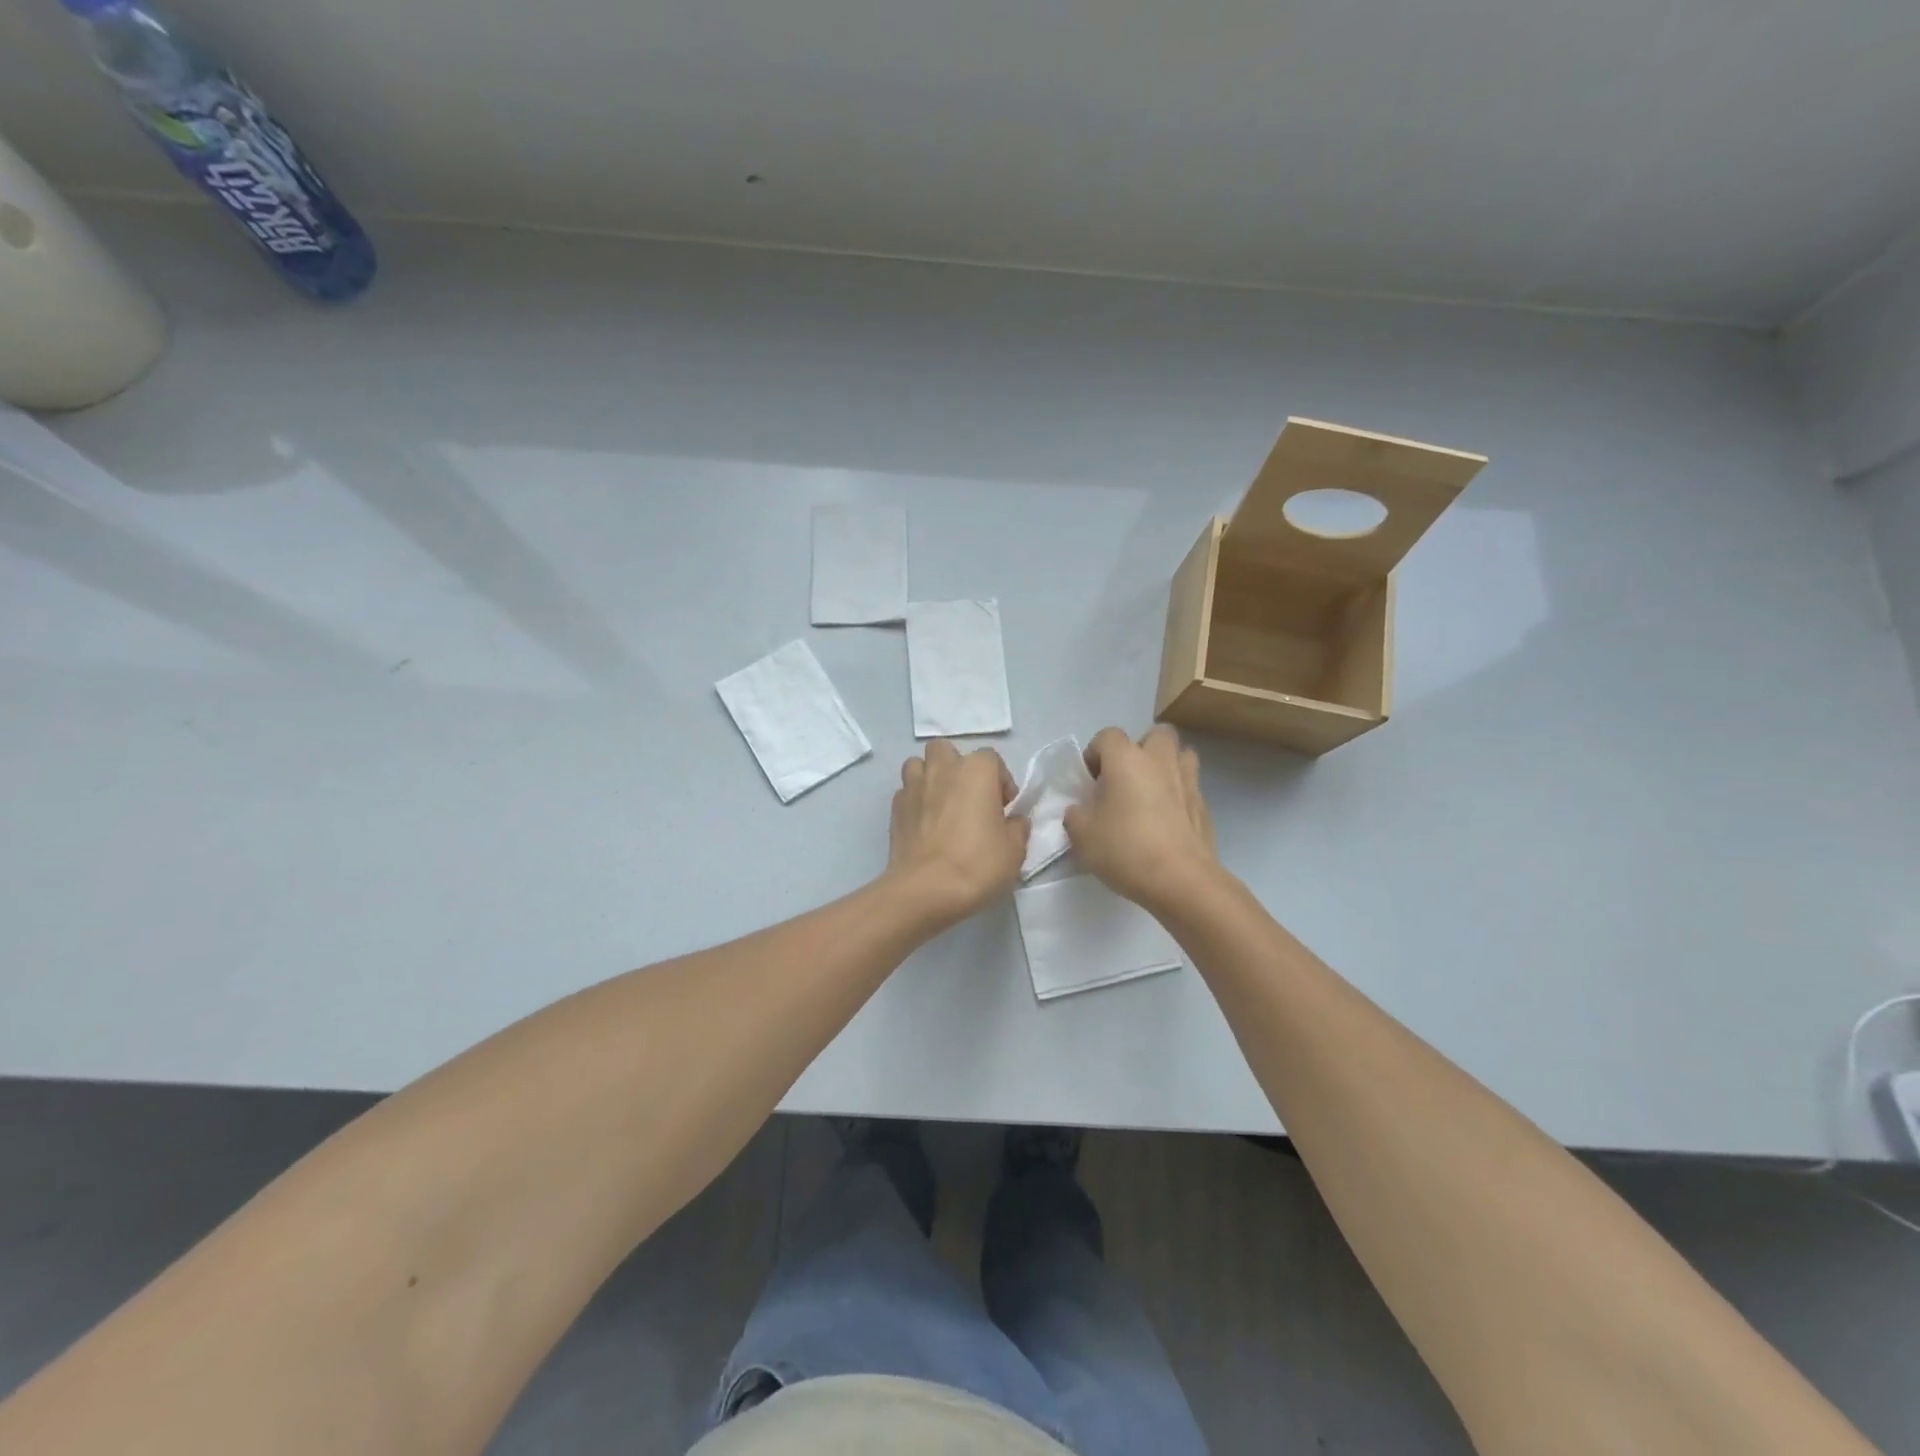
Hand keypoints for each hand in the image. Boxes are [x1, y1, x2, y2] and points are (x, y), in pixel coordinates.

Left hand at [887, 740, 1029, 927]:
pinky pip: (906, 793)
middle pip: (948, 751)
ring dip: (930, 778)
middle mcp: (943, 769)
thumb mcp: (1015, 850)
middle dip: (958, 768)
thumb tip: (1013, 821)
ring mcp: (913, 786)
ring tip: (941, 806)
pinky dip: (915, 802)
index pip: (992, 760)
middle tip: (969, 799)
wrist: (925, 890)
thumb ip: (1017, 827)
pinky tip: (924, 825)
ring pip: (919, 765)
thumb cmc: (977, 864)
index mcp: (976, 771)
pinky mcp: (894, 808)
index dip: (1001, 783)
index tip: (1004, 810)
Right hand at [1064, 725, 1218, 912]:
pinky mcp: (1205, 807)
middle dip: (1141, 748)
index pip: (1107, 736)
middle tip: (1127, 778)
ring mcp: (1188, 782)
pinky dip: (1179, 796)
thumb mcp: (1082, 836)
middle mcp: (1160, 761)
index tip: (1090, 781)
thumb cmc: (1126, 850)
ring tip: (1152, 793)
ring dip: (1167, 766)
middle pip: (1156, 734)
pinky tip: (1167, 822)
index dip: (1095, 753)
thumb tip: (1080, 810)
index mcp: (1126, 760)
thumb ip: (1076, 816)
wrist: (1182, 880)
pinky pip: (1191, 788)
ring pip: (1182, 755)